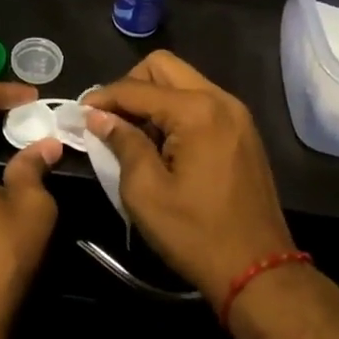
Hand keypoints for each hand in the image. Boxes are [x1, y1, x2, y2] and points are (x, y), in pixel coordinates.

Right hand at [83, 51, 295, 297]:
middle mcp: (220, 100)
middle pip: (163, 67)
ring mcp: (236, 114)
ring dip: (152, 98)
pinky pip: (200, 101)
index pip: (136, 88)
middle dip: (130, 86)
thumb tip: (99, 117)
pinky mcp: (242, 131)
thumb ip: (122, 143)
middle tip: (110, 119)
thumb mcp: (145, 192)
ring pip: (183, 81)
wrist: (259, 271)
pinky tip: (161, 143)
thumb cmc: (196, 234)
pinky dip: (174, 110)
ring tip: (132, 133)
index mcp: (196, 111)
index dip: (103, 97)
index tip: (79, 114)